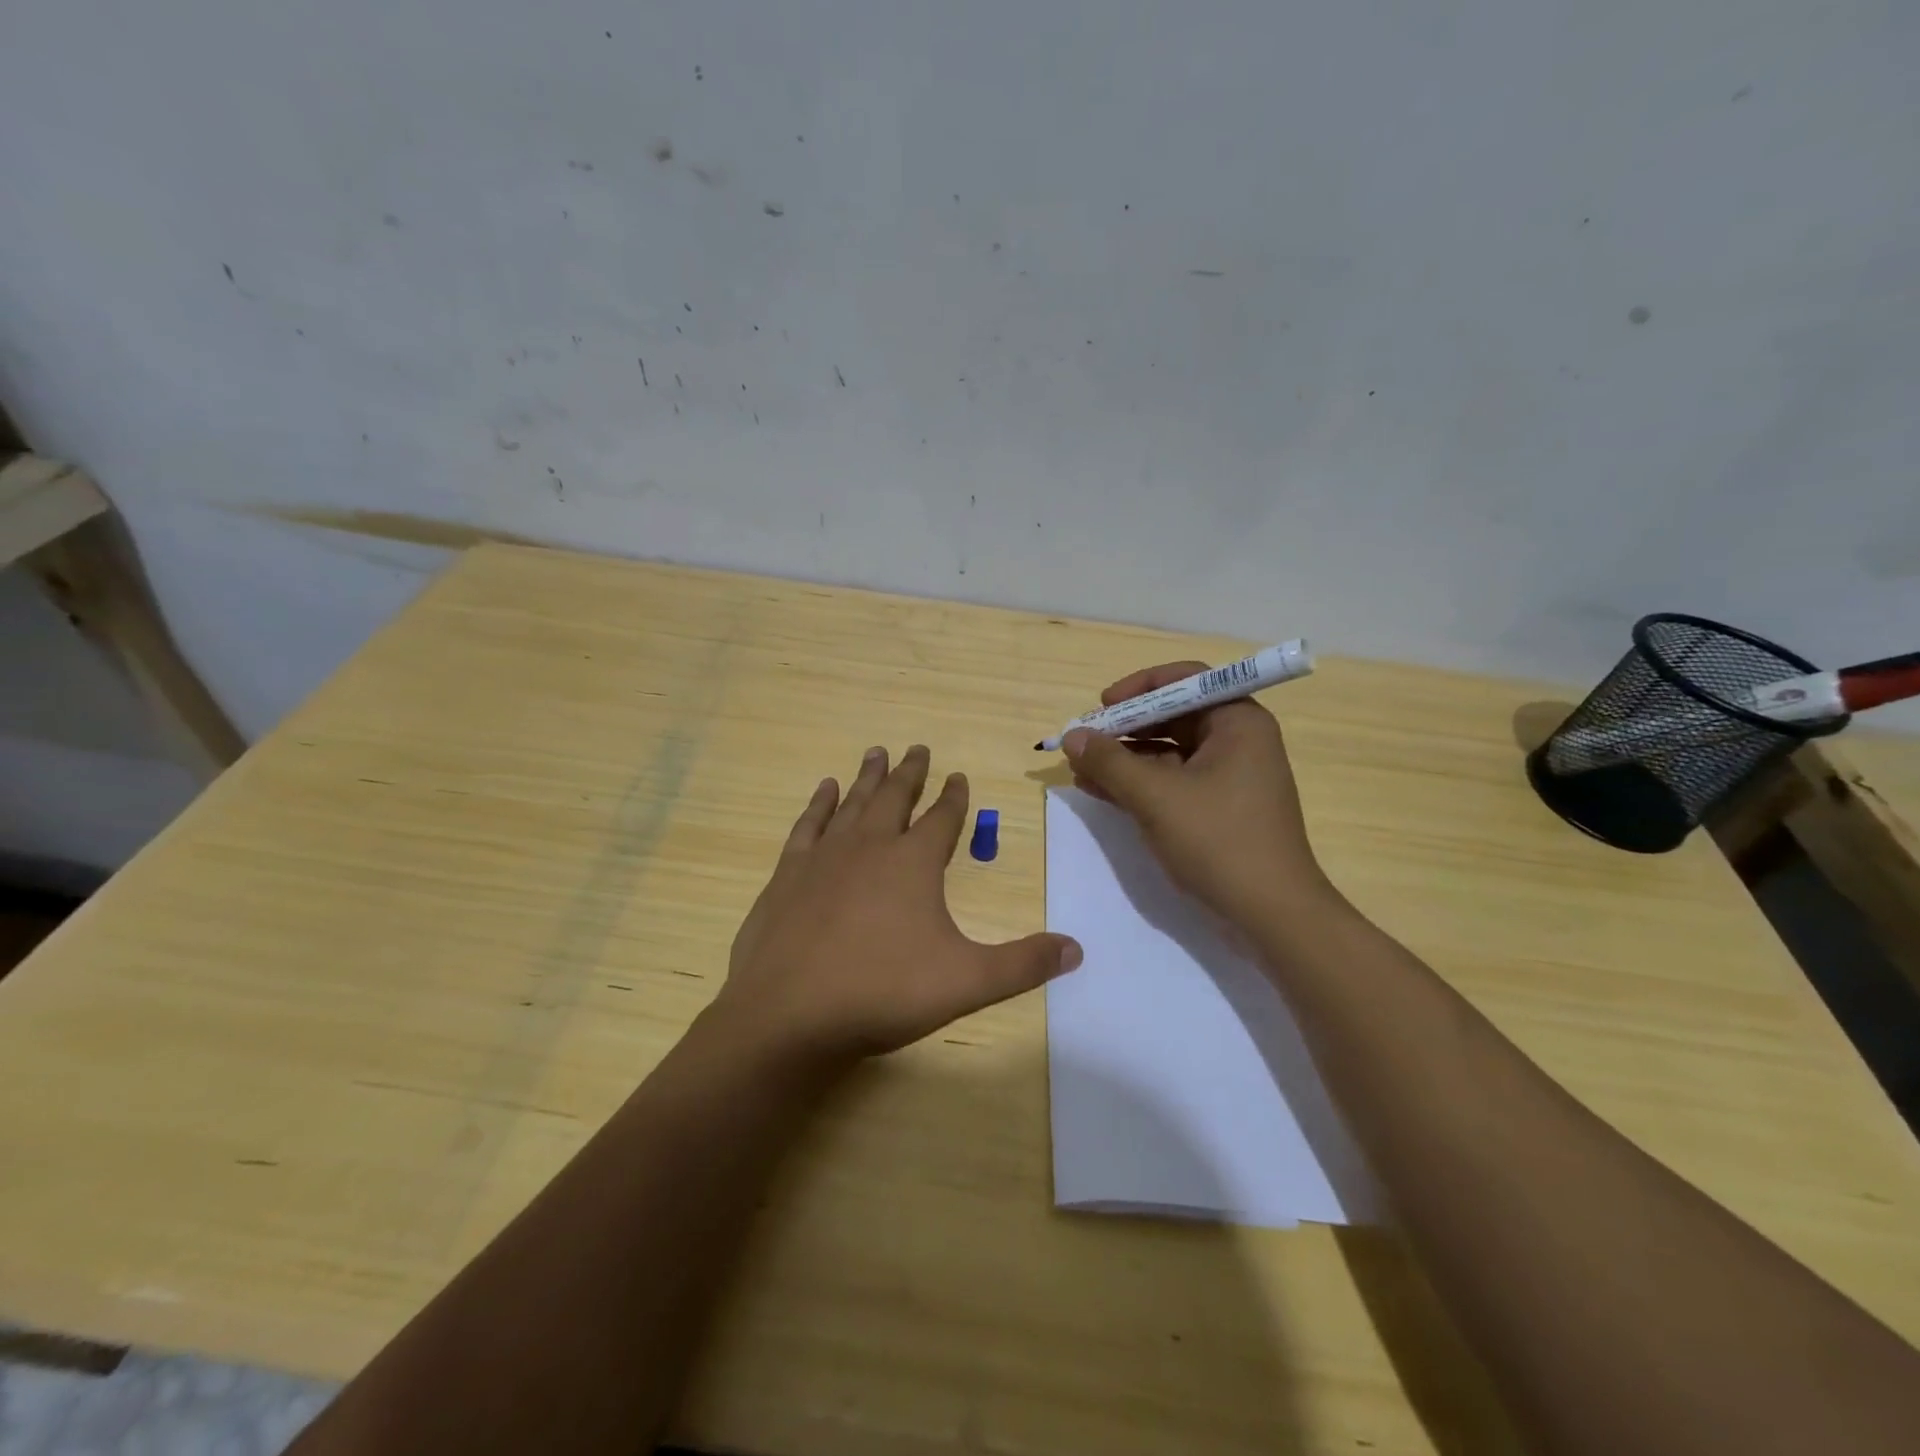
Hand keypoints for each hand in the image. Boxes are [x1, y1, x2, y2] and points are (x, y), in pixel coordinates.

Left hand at [716, 745, 1081, 1065]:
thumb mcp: (967, 982)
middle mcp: (870, 846)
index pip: (942, 817)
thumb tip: (1077, 949)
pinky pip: (807, 825)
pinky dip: (818, 804)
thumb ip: (1023, 964)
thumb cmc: (882, 993)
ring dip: (867, 777)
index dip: (954, 796)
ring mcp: (824, 857)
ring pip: (852, 803)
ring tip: (876, 752)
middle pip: (895, 797)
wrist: (788, 1015)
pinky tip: (823, 789)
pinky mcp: (787, 874)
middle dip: (910, 772)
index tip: (958, 775)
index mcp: (913, 863)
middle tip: (918, 747)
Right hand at [1061, 661, 1331, 929]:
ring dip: (1124, 758)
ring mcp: (1228, 777)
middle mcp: (1237, 741)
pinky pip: (1172, 781)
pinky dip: (1138, 783)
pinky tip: (1100, 790)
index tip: (1102, 706)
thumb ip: (1110, 762)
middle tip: (1084, 741)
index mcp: (1237, 722)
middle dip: (1125, 727)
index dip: (1139, 687)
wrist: (1271, 915)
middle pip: (1173, 715)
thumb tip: (1071, 736)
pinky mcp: (1218, 808)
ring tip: (1080, 769)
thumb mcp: (1156, 797)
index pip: (1185, 679)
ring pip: (1168, 751)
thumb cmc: (1219, 841)